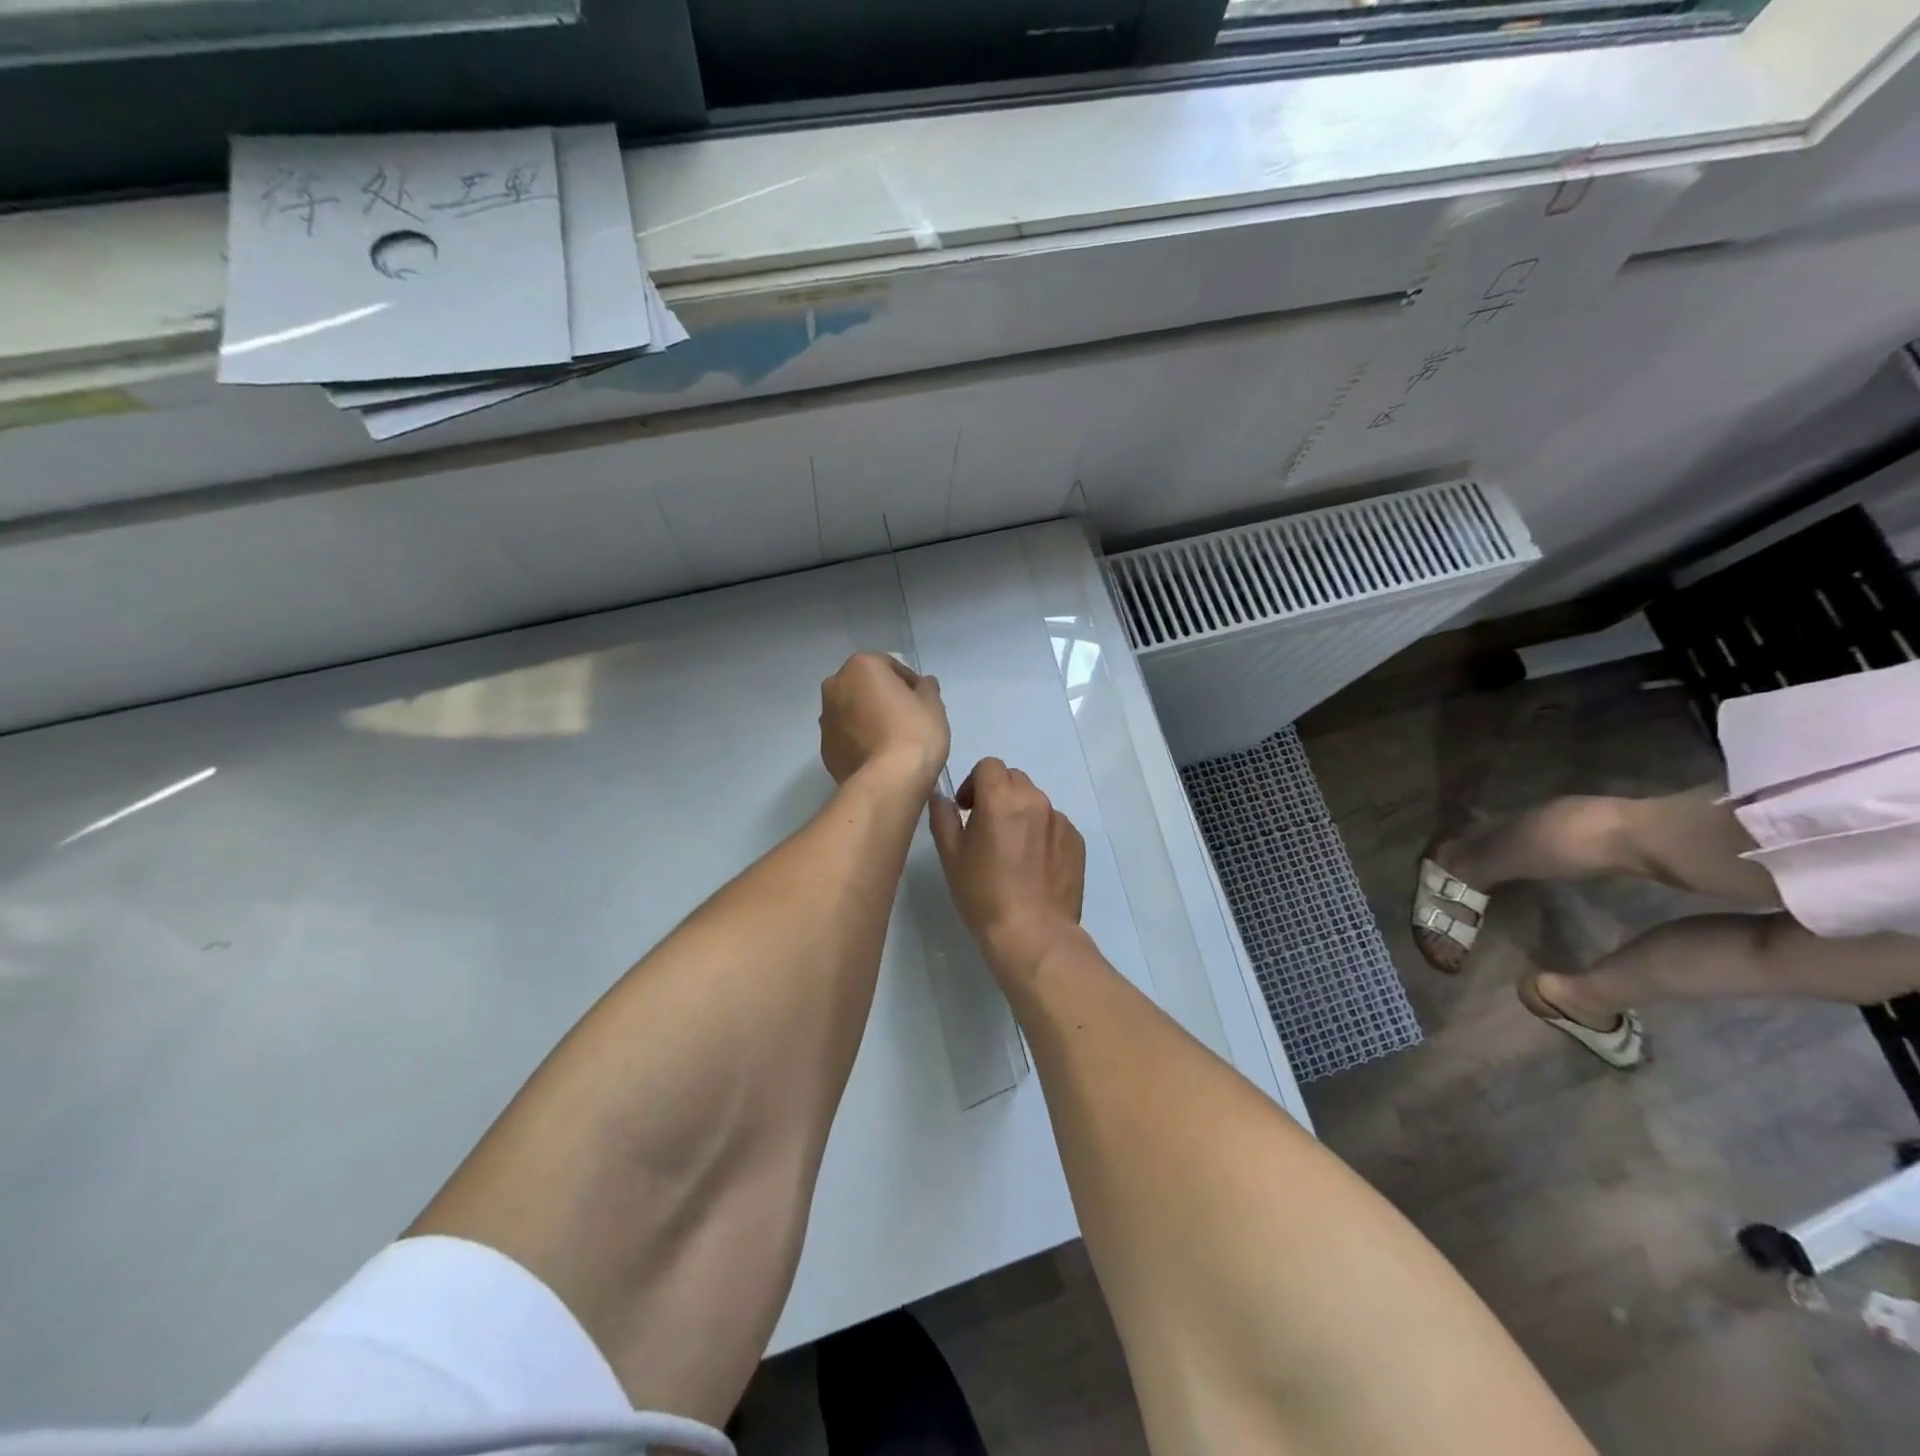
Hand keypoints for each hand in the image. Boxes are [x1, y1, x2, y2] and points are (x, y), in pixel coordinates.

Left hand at [819, 652, 949, 791]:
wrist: (889, 781)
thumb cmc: (914, 733)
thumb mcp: (933, 705)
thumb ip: (926, 687)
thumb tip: (922, 684)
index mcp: (861, 666)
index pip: (890, 666)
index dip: (909, 683)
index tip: (921, 702)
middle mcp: (835, 686)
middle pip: (864, 686)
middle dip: (882, 697)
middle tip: (905, 718)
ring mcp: (825, 718)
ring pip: (851, 711)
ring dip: (867, 718)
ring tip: (890, 739)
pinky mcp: (824, 748)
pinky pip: (846, 736)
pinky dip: (858, 740)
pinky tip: (877, 755)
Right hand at [929, 758, 1085, 975]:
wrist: (1032, 933)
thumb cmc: (983, 895)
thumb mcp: (951, 856)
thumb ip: (943, 817)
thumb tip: (941, 796)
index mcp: (1001, 798)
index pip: (988, 766)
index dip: (974, 783)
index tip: (967, 809)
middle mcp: (1035, 800)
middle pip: (1013, 779)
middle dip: (997, 794)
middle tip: (986, 828)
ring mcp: (1060, 820)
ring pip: (1035, 801)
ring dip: (1021, 813)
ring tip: (1012, 851)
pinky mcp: (1076, 841)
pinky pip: (1054, 824)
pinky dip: (1041, 833)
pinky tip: (1033, 866)